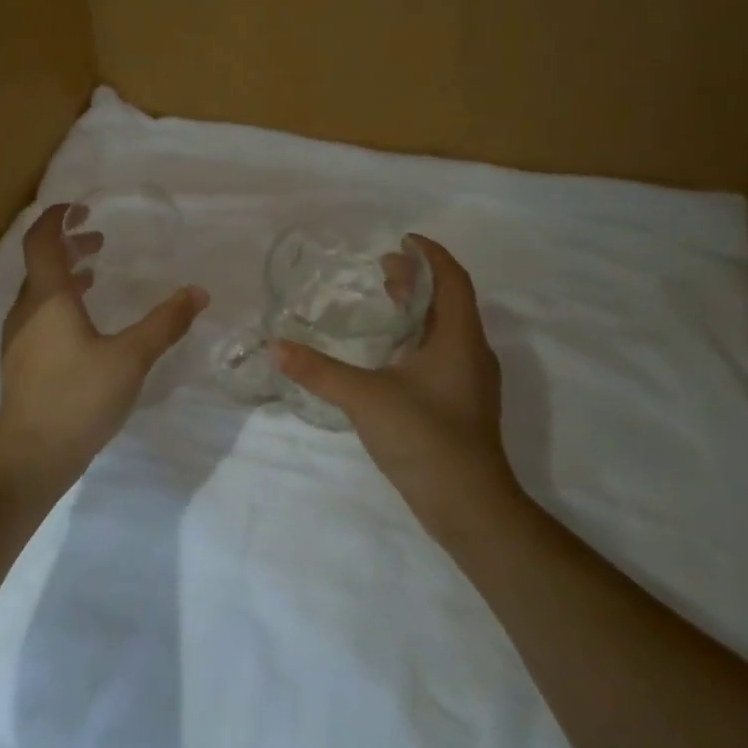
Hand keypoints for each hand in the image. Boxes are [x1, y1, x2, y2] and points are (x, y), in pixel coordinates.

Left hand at [0, 204, 208, 495]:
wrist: (31, 456)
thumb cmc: (78, 397)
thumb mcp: (131, 358)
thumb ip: (165, 323)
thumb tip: (198, 292)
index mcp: (47, 298)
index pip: (41, 241)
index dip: (57, 218)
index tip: (80, 208)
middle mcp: (27, 310)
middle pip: (40, 263)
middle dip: (68, 244)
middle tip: (99, 239)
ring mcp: (20, 337)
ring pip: (39, 290)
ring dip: (65, 274)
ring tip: (96, 273)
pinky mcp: (23, 361)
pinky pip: (39, 314)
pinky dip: (61, 301)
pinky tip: (86, 322)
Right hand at [273, 235, 516, 537]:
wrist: (469, 506)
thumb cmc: (424, 438)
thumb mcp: (364, 398)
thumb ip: (318, 371)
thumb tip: (276, 346)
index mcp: (459, 339)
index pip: (452, 280)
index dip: (430, 255)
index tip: (402, 241)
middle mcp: (472, 353)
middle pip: (449, 302)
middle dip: (418, 280)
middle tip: (382, 268)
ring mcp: (470, 382)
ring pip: (446, 330)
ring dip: (418, 310)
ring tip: (385, 301)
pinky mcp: (462, 405)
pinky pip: (442, 354)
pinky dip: (417, 338)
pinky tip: (390, 354)